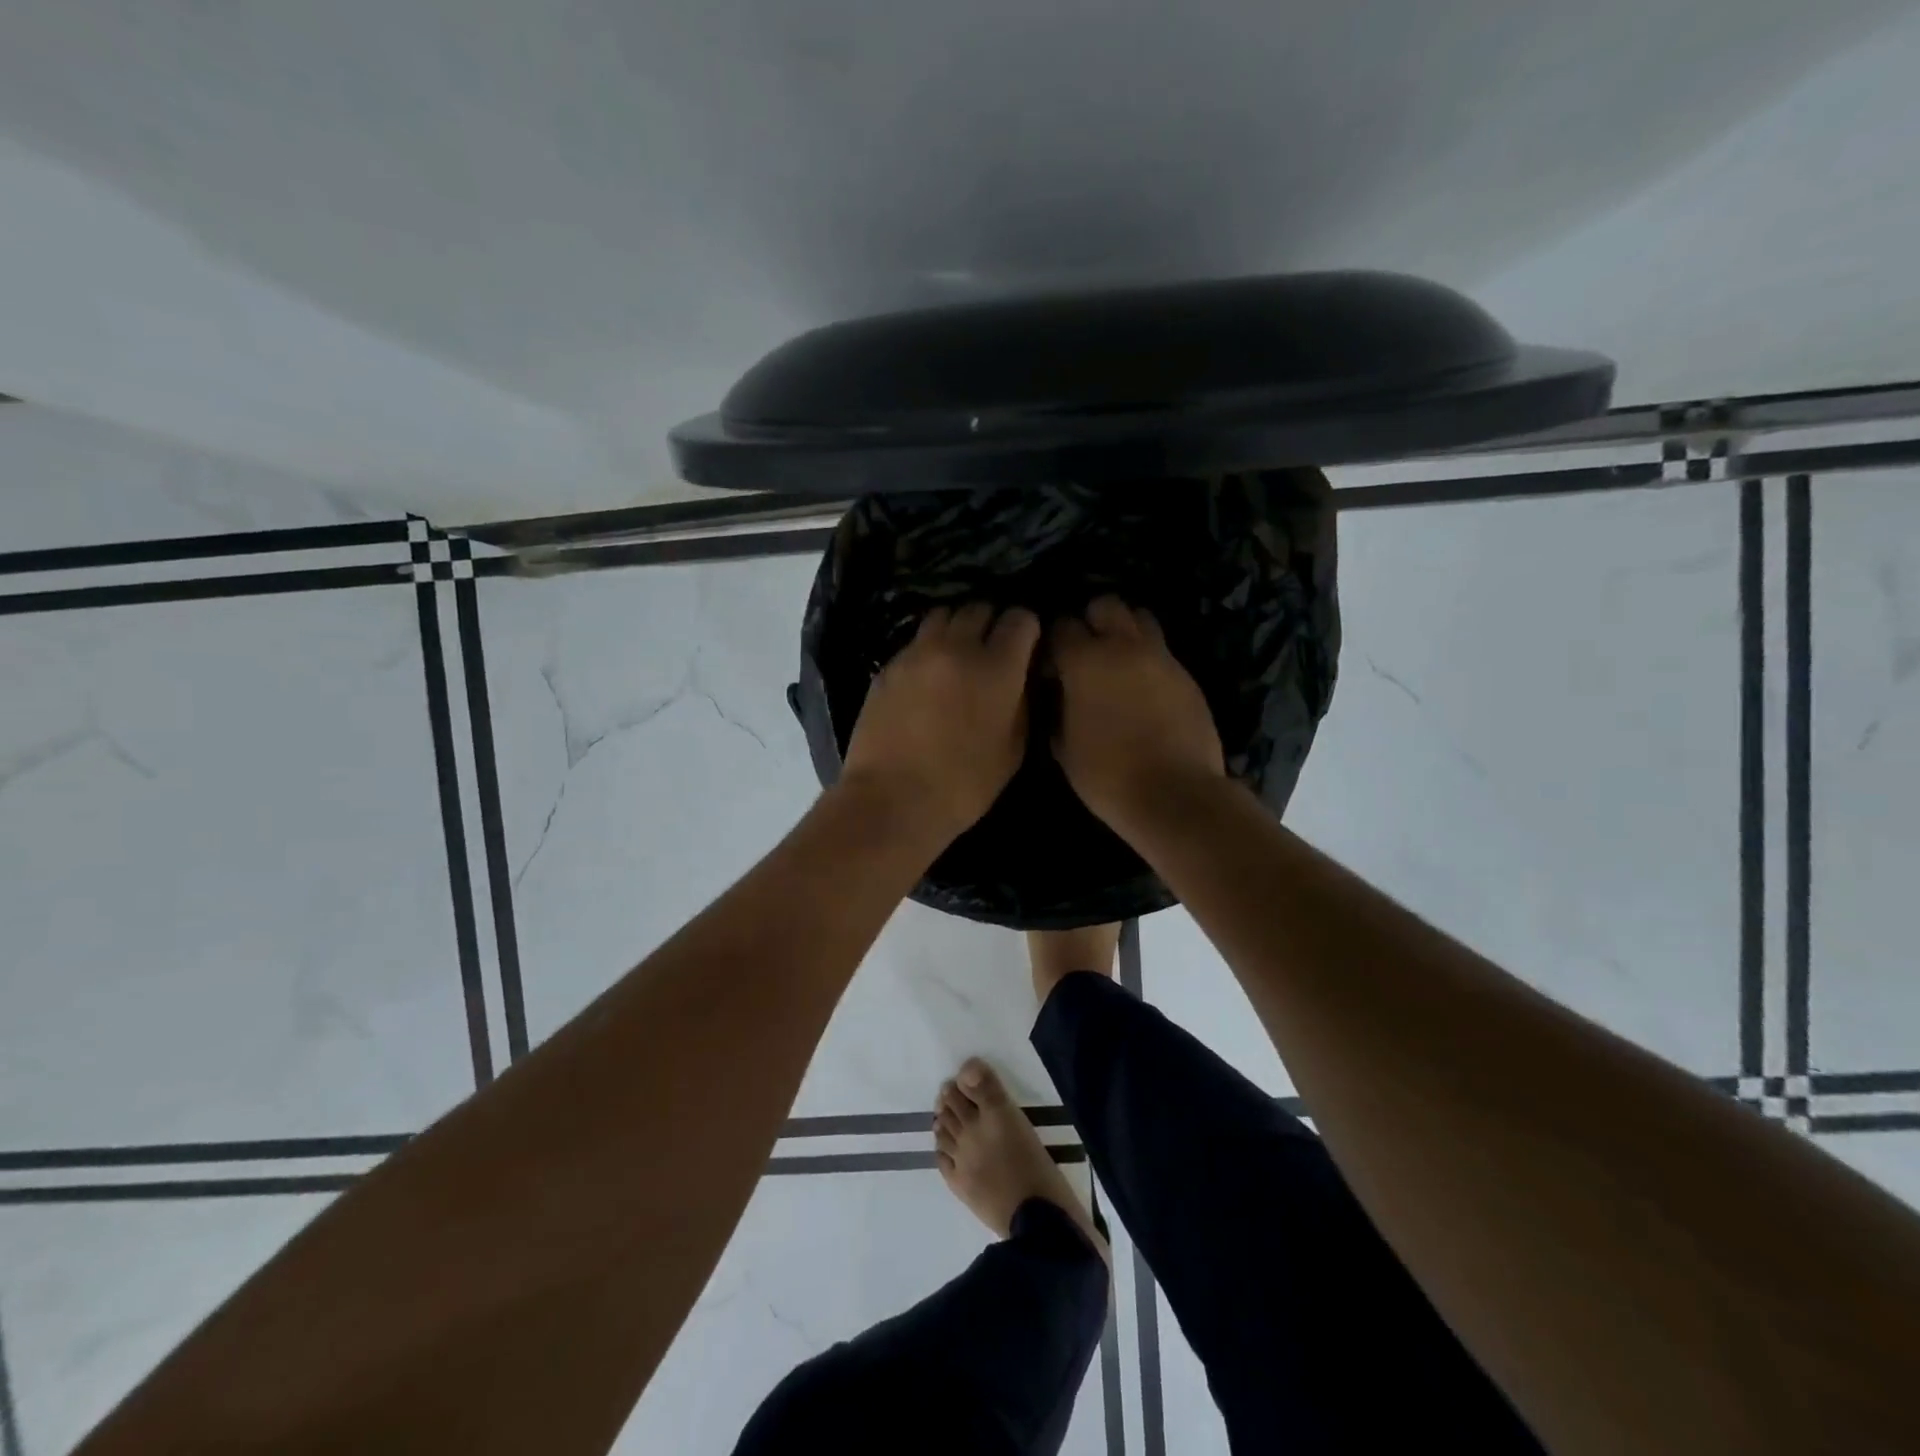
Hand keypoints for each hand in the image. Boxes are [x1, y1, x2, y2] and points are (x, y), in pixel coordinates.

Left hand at [840, 603, 1041, 840]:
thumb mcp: (1012, 751)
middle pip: (979, 608)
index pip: (1020, 619)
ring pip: (943, 615)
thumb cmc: (963, 786)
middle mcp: (957, 647)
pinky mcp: (888, 666)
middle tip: (994, 647)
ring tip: (960, 651)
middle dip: (992, 622)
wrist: (892, 799)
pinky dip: (929, 647)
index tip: (1026, 645)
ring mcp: (917, 653)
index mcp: (997, 667)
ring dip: (958, 626)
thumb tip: (1021, 678)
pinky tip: (930, 673)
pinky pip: (916, 641)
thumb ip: (1022, 703)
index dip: (1027, 628)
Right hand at [1049, 596, 1225, 831]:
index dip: (1052, 644)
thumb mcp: (1064, 748)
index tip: (1051, 668)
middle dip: (1091, 621)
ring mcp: (1161, 657)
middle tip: (1086, 653)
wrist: (1175, 794)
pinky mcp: (1186, 674)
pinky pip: (1162, 649)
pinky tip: (1143, 687)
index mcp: (1085, 662)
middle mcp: (1123, 647)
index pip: (1061, 626)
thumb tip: (1059, 697)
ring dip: (1125, 630)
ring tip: (1118, 661)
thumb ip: (1057, 711)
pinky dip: (1148, 657)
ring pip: (1140, 617)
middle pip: (1105, 605)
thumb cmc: (1108, 776)